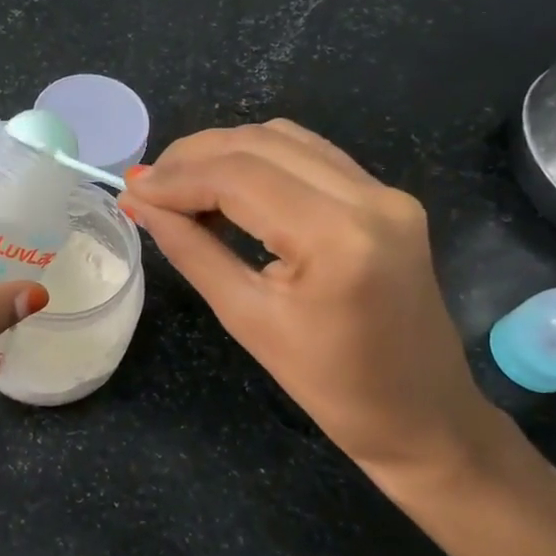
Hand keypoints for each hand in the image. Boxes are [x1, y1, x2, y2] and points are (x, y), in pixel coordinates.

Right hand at [120, 121, 499, 489]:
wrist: (422, 416)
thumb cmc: (330, 388)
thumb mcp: (247, 319)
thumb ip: (191, 250)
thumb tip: (141, 203)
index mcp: (337, 237)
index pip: (238, 177)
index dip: (177, 177)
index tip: (132, 189)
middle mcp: (370, 197)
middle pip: (260, 144)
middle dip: (194, 156)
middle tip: (149, 185)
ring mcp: (386, 193)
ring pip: (285, 140)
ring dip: (226, 153)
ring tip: (182, 185)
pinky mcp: (388, 198)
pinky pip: (312, 157)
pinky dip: (261, 162)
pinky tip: (229, 187)